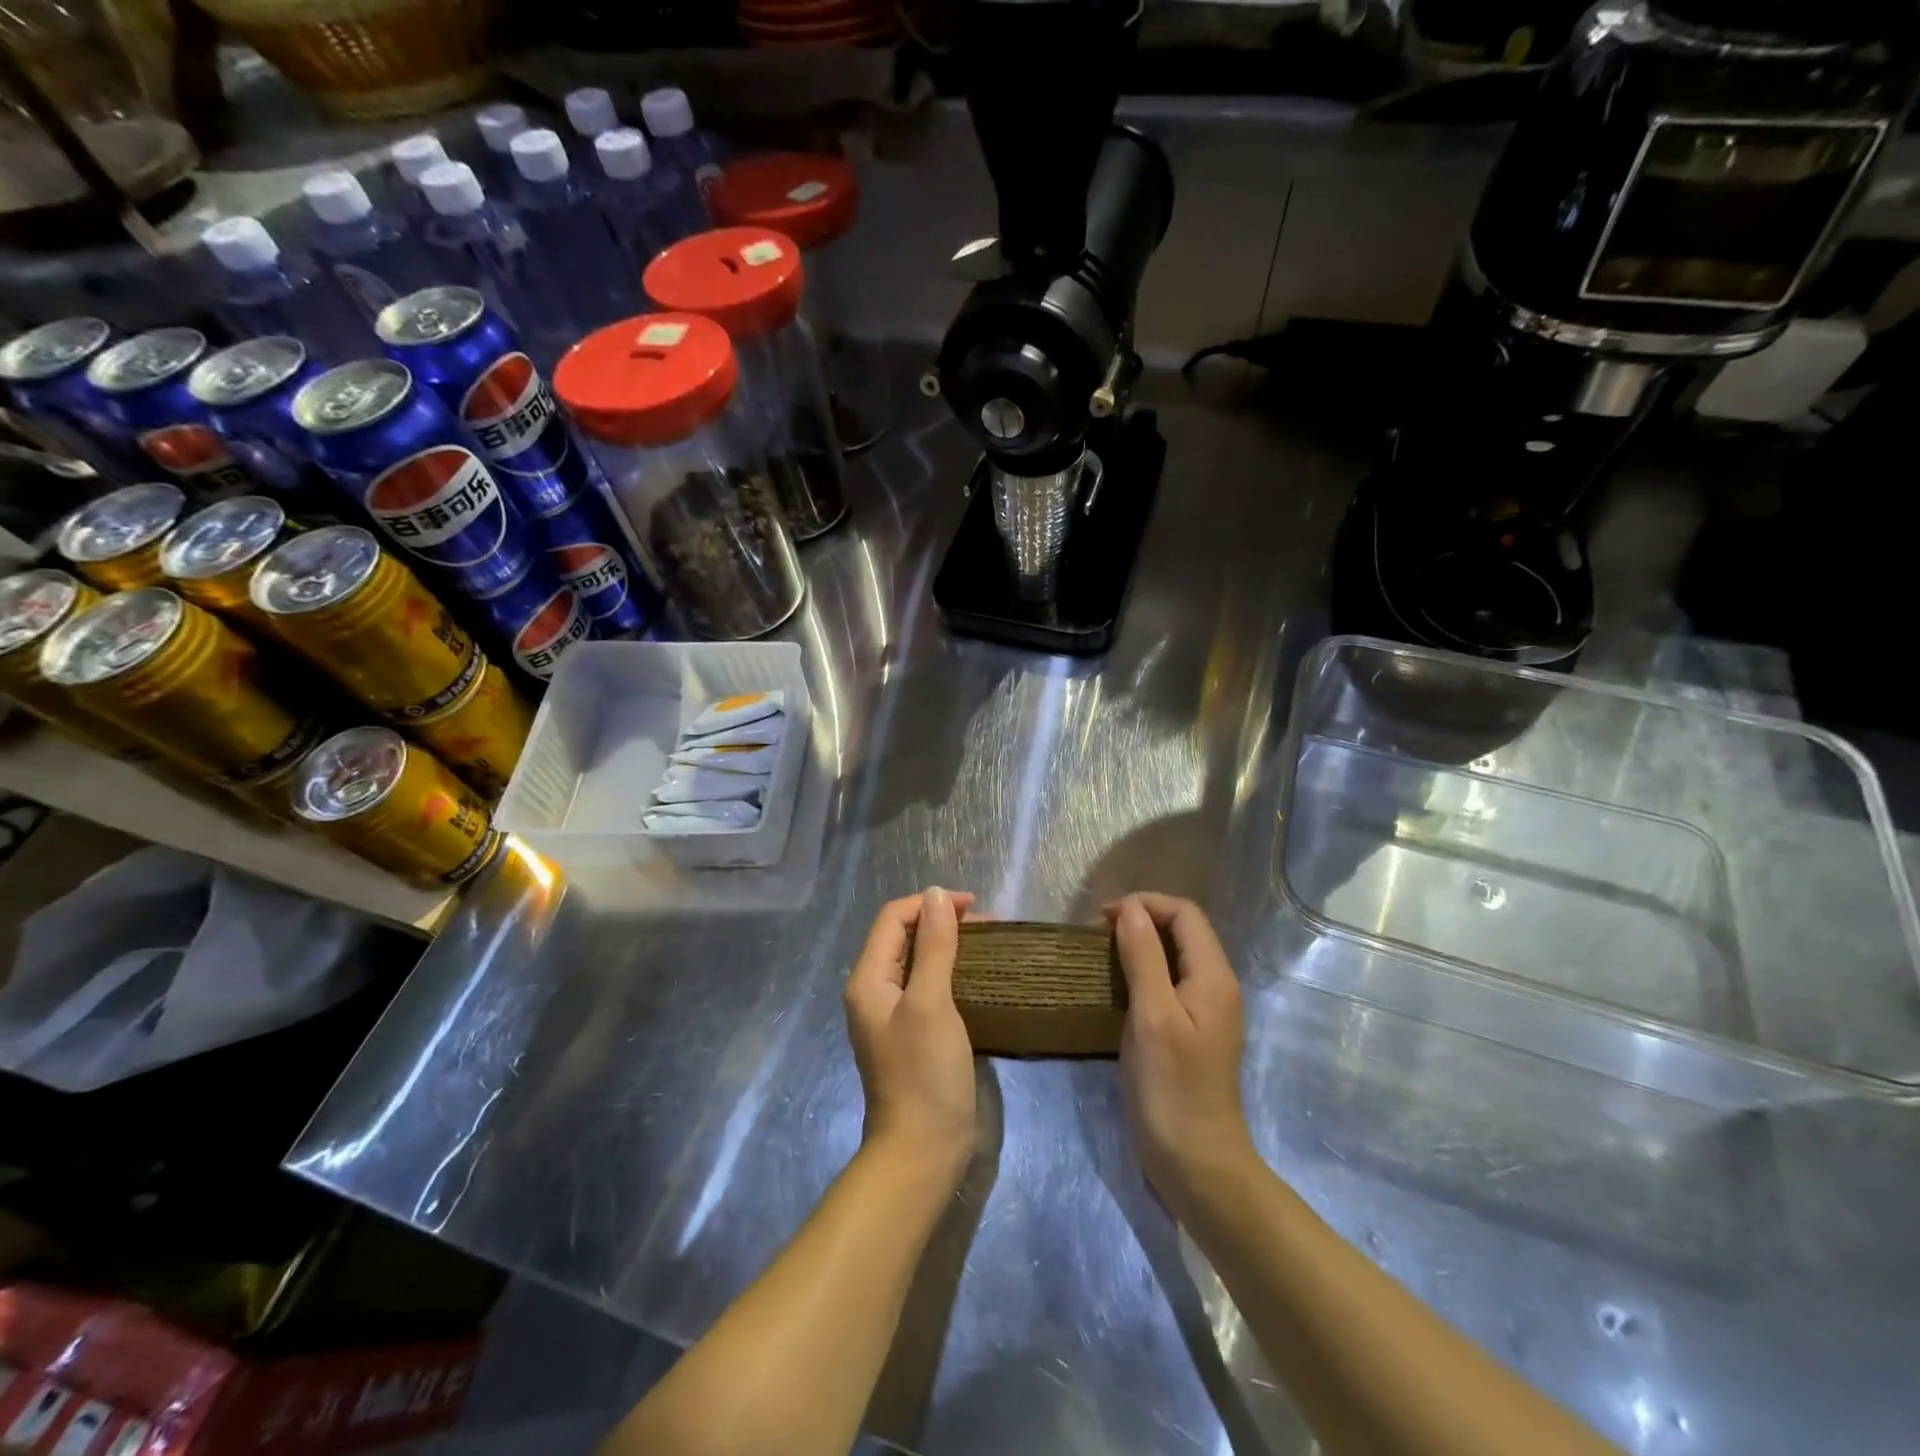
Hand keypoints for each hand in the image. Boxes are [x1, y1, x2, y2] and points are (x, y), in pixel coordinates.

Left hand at [844, 887, 978, 1177]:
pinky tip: (979, 975)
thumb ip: (934, 946)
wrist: (924, 1150)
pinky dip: (952, 970)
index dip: (930, 903)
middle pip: (904, 936)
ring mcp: (893, 1013)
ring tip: (988, 944)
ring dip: (949, 944)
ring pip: (918, 960)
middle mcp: (875, 990)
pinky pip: (929, 985)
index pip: (893, 918)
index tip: (973, 906)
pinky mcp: (913, 1031)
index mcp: (868, 979)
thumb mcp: (932, 1003)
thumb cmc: (925, 1073)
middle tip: (987, 926)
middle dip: (942, 921)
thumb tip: (936, 895)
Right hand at [1107, 893, 1255, 1211]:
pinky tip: (1116, 987)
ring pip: (1173, 956)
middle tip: (1097, 935)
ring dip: (1139, 945)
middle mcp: (1215, 985)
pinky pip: (1168, 983)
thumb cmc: (1171, 1086)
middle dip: (1140, 920)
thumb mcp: (1152, 1014)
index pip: (1184, 913)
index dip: (1145, 904)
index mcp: (1213, 975)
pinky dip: (1141, 972)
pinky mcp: (1191, 1031)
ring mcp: (1205, 1010)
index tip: (1102, 919)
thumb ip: (1142, 956)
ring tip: (1100, 955)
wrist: (1196, 1162)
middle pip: (1182, 930)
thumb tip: (1129, 908)